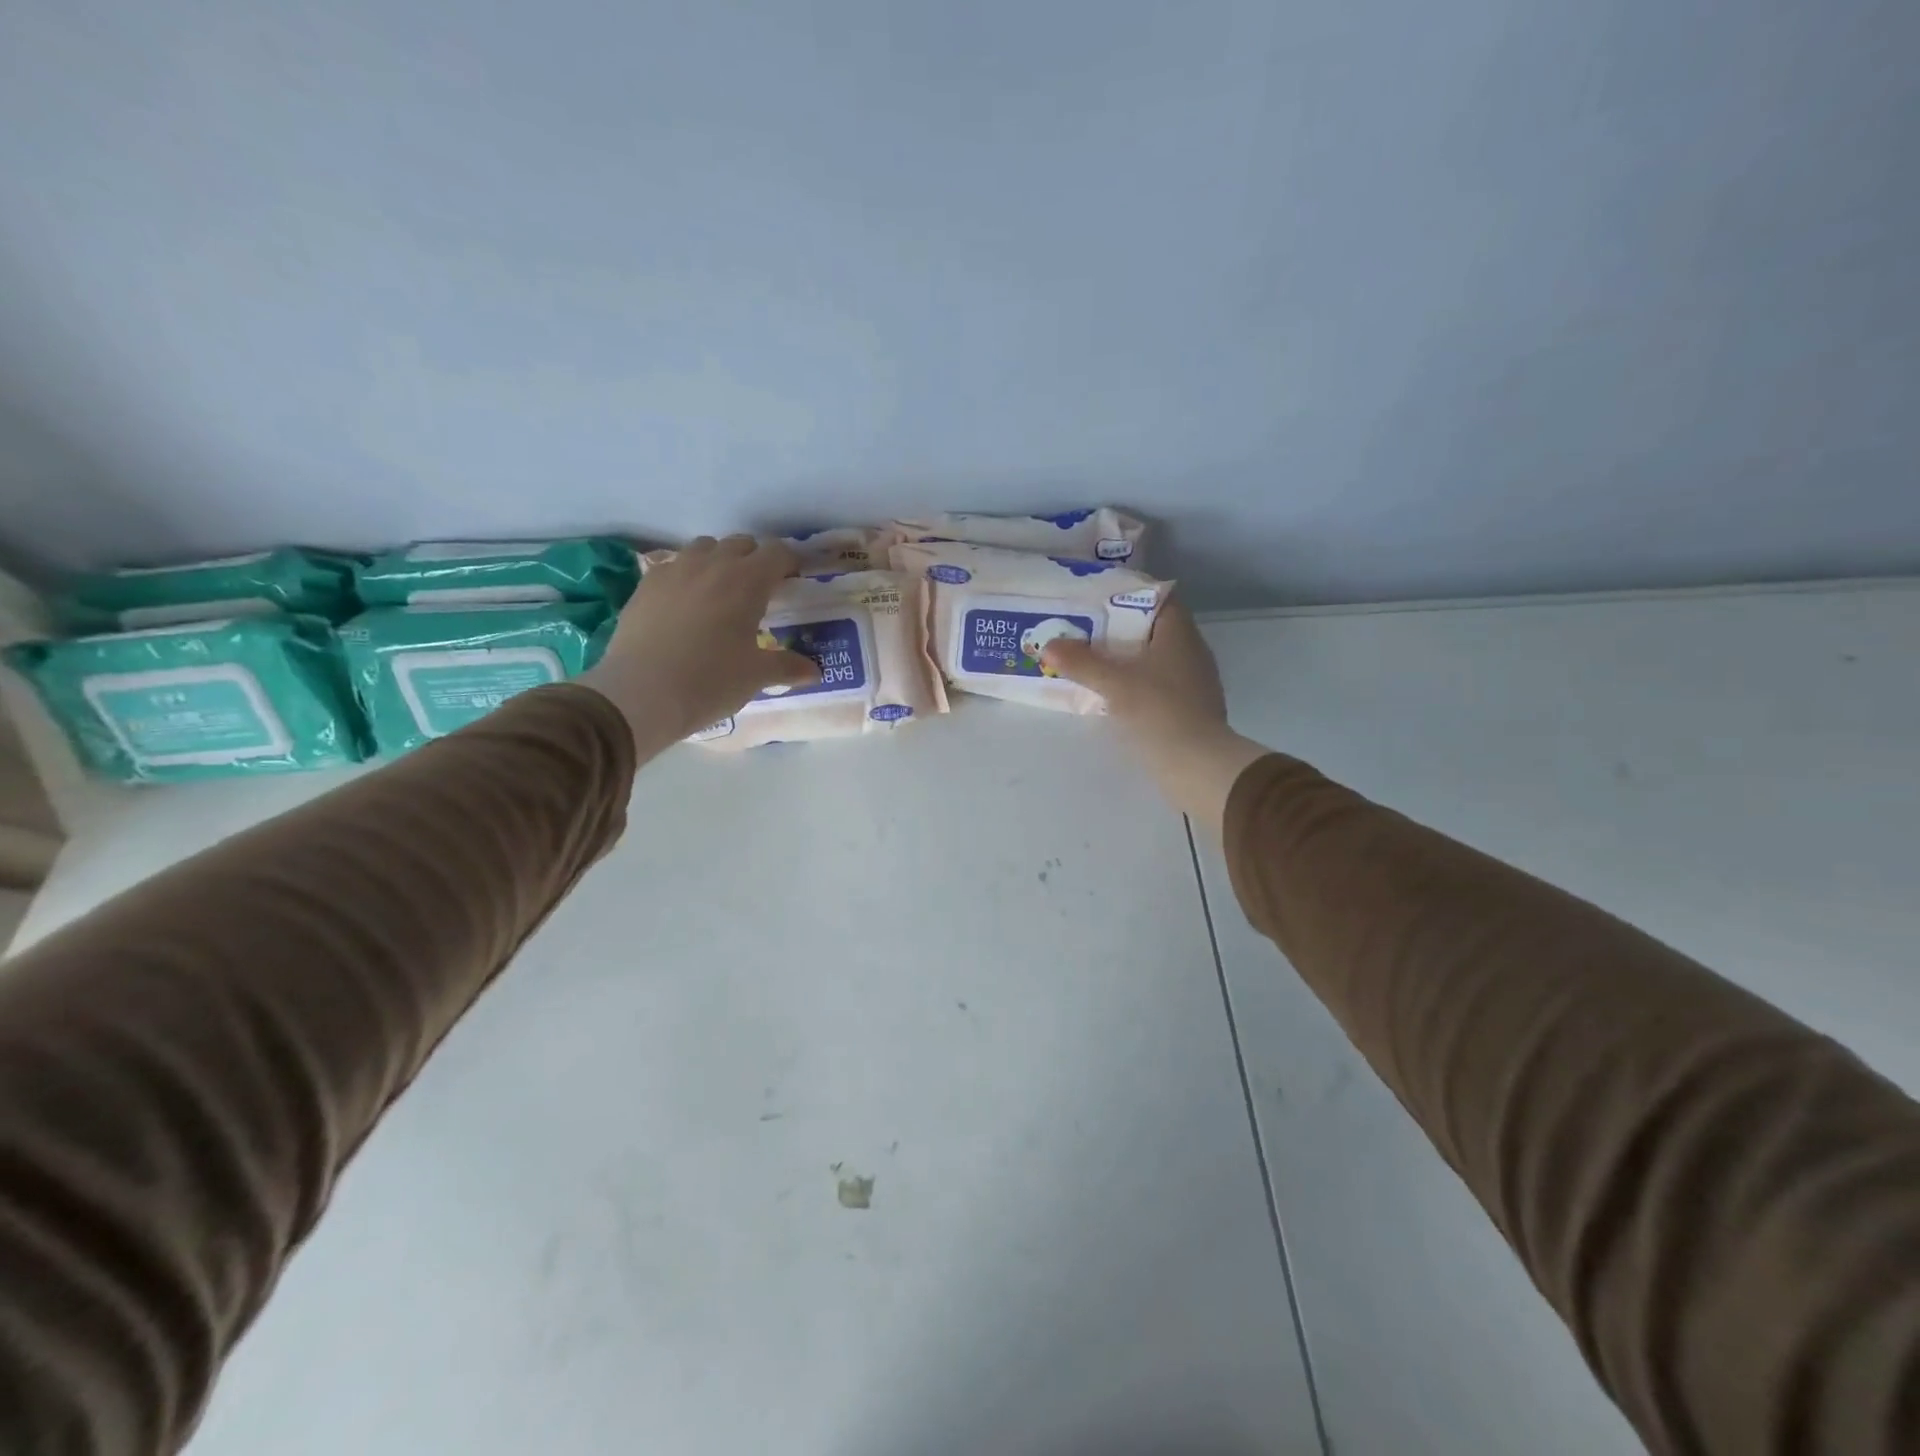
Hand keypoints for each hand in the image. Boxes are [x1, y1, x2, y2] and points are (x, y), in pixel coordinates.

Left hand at [581, 535, 817, 753]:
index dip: (790, 562)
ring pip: (704, 547)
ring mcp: (675, 570)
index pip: (777, 553)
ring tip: (721, 591)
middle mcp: (712, 565)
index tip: (794, 580)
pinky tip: (686, 602)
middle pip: (741, 544)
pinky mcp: (646, 584)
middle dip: (755, 559)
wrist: (641, 693)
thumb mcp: (756, 676)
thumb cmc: (710, 681)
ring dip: (719, 560)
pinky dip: (687, 575)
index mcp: (748, 581)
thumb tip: (814, 671)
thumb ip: (787, 667)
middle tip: (760, 590)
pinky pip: (674, 565)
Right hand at [1041, 598, 1267, 841]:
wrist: (1196, 764)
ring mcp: (1193, 681)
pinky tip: (1112, 692)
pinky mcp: (1189, 707)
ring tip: (1091, 660)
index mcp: (1180, 633)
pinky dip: (1135, 682)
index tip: (1097, 600)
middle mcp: (1191, 650)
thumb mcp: (1113, 683)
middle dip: (1119, 629)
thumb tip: (1048, 646)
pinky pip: (1157, 683)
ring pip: (1154, 658)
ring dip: (1125, 658)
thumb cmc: (1158, 711)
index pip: (1158, 598)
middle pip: (1153, 628)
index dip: (1128, 595)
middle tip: (1084, 630)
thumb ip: (1080, 662)